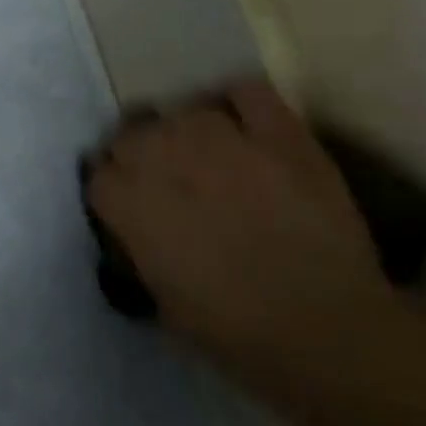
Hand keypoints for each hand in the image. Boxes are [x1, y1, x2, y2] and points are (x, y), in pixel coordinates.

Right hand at [86, 80, 397, 361]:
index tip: (126, 205)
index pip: (98, 174)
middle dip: (139, 154)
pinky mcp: (281, 136)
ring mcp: (226, 143)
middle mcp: (166, 161)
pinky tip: (244, 126)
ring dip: (185, 131)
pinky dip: (239, 103)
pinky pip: (247, 92)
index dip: (112, 190)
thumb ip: (140, 251)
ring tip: (204, 153)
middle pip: (132, 133)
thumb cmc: (234, 333)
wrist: (327, 331)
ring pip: (184, 111)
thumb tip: (141, 231)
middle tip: (164, 180)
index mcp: (132, 207)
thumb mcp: (160, 301)